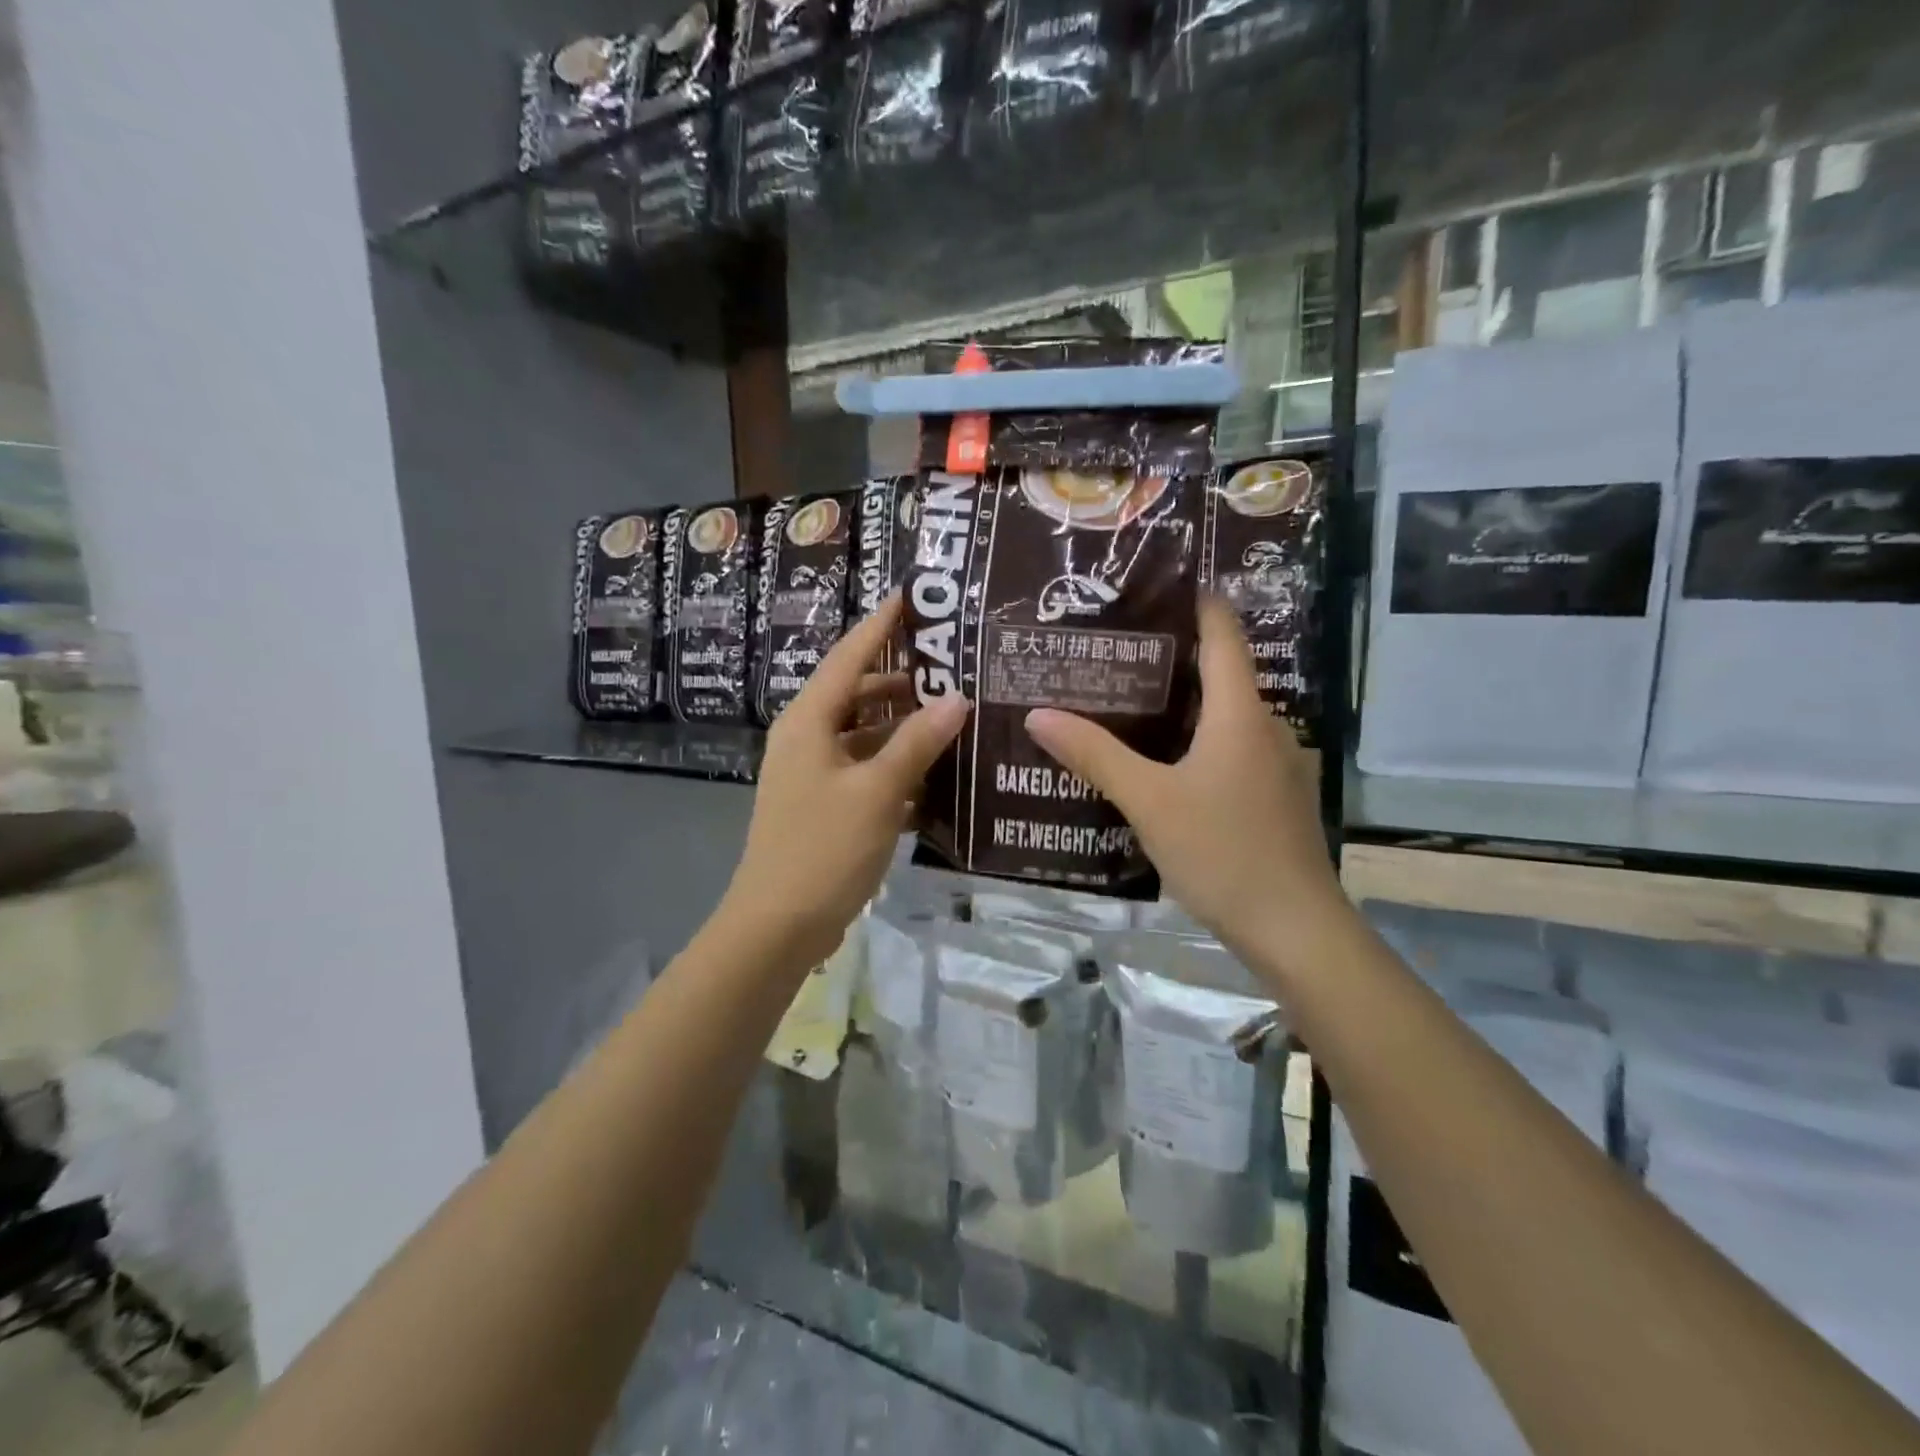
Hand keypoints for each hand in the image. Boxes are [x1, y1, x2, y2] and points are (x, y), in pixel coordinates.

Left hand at [721, 594, 967, 969]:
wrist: (777, 926)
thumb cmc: (823, 848)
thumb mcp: (877, 791)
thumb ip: (917, 742)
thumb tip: (957, 698)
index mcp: (809, 722)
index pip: (849, 657)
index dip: (881, 625)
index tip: (912, 596)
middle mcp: (807, 739)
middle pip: (858, 694)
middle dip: (902, 680)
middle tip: (953, 665)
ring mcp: (814, 775)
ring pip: (865, 735)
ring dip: (904, 727)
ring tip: (954, 715)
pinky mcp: (825, 806)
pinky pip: (866, 771)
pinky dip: (896, 767)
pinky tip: (935, 774)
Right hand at [1024, 595, 1346, 961]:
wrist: (1294, 929)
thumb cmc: (1223, 852)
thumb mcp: (1149, 801)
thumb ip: (1095, 755)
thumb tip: (1039, 714)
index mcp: (1240, 714)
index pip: (1223, 635)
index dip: (1197, 603)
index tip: (1156, 585)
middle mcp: (1266, 728)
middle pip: (1220, 675)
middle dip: (1172, 659)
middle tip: (1114, 651)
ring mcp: (1277, 765)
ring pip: (1225, 718)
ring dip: (1183, 706)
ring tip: (1127, 705)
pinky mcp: (1276, 798)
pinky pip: (1232, 752)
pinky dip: (1197, 743)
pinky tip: (1163, 765)